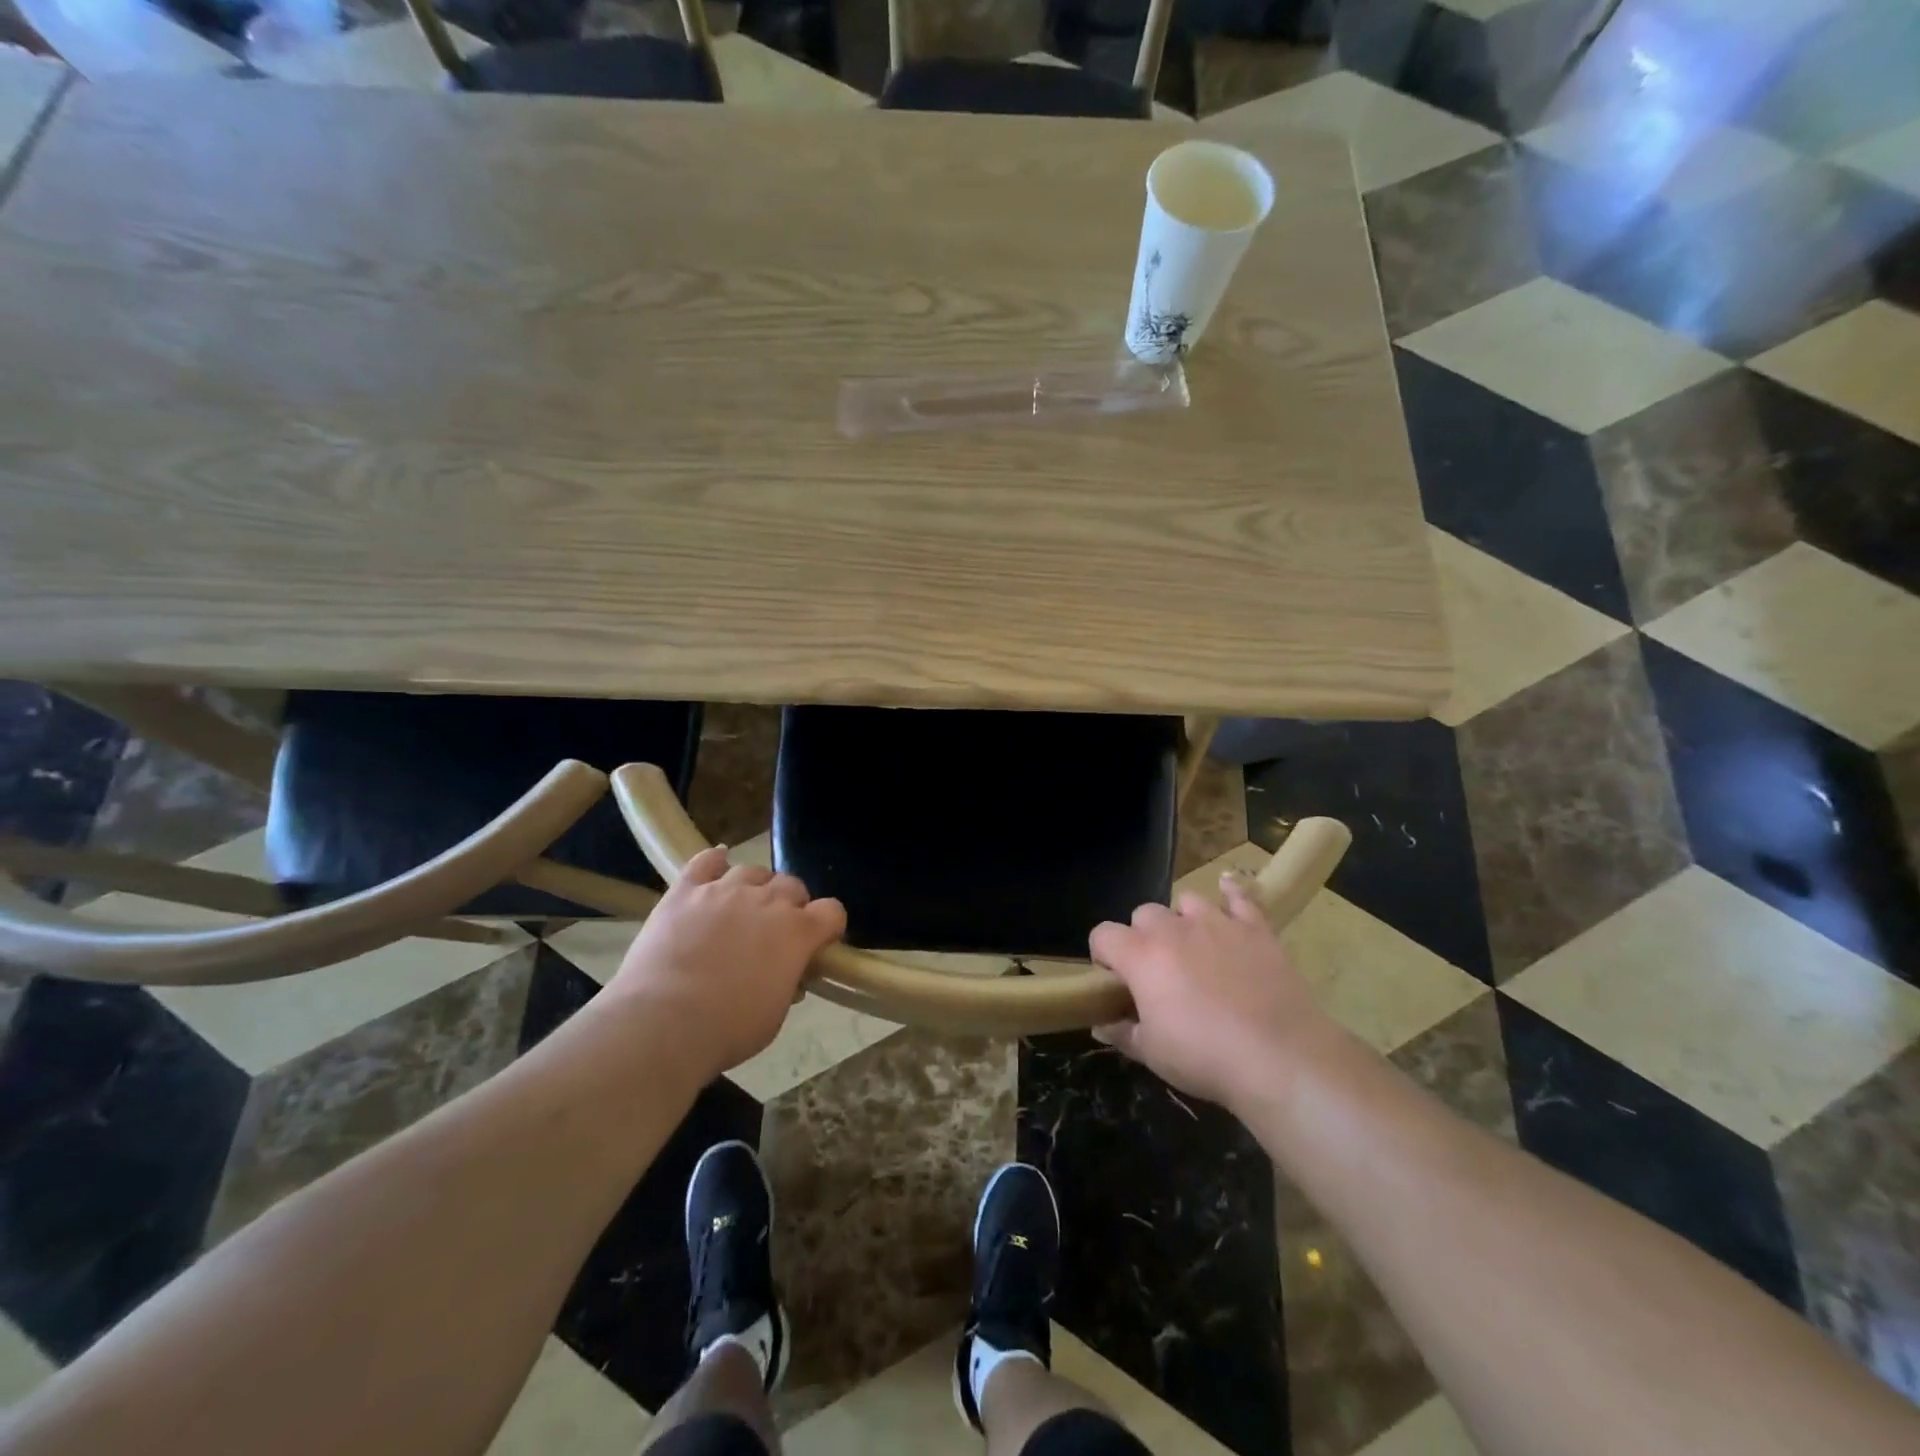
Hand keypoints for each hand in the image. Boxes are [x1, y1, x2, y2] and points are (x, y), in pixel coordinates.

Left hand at [606, 847, 846, 1080]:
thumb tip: (789, 973)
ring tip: (740, 908)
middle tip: (774, 931)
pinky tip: (715, 868)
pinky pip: (706, 861)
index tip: (818, 942)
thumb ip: (789, 982)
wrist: (662, 1023)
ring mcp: (725, 890)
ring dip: (754, 887)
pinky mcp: (686, 890)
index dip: (828, 925)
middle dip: (791, 905)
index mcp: (798, 932)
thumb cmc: (727, 1029)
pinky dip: (714, 862)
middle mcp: (768, 901)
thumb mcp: (775, 1015)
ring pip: (752, 870)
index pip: (832, 911)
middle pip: (793, 885)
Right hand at [1090, 873, 1340, 1114]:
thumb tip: (1101, 1025)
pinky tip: (1228, 890)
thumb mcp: (1152, 1053)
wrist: (1279, 1057)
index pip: (1103, 934)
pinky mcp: (1255, 928)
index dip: (1103, 954)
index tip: (1115, 979)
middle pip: (1144, 913)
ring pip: (1186, 901)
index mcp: (1141, 956)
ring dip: (1183, 919)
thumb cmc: (1205, 1056)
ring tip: (1194, 946)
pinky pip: (1240, 896)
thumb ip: (1122, 1033)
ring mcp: (1216, 923)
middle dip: (1144, 936)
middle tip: (1158, 971)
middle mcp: (1173, 929)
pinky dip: (1232, 892)